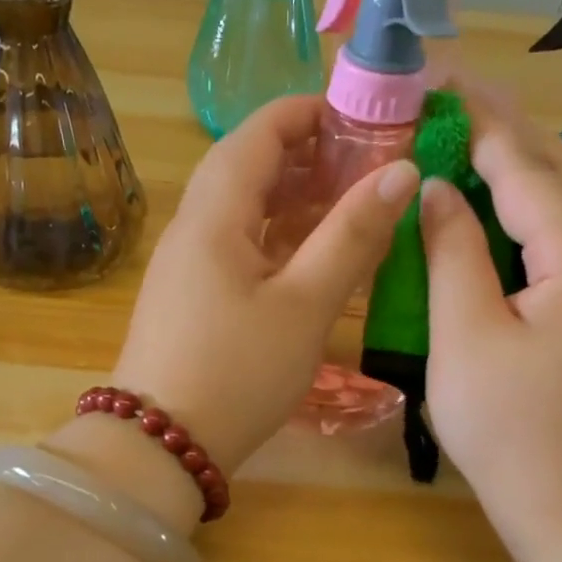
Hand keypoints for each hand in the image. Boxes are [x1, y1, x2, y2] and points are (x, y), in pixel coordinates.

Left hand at [107, 95, 418, 476]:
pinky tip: (312, 259)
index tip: (363, 120)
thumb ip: (351, 236)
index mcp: (214, 215)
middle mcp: (192, 229)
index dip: (308, 114)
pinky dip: (277, 240)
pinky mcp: (190, 299)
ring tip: (349, 206)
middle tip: (366, 166)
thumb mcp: (304, 305)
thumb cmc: (237, 372)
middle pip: (247, 168)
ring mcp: (186, 266)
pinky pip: (237, 248)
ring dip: (293, 200)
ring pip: (242, 211)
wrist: (160, 446)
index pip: (257, 133)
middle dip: (307, 157)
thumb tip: (400, 172)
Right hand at [421, 81, 561, 534]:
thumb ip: (452, 253)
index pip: (527, 166)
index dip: (481, 121)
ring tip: (473, 145)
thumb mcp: (465, 337)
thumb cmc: (512, 429)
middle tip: (453, 103)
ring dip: (525, 166)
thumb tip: (439, 190)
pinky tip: (502, 215)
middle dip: (508, 130)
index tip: (440, 81)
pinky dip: (534, 209)